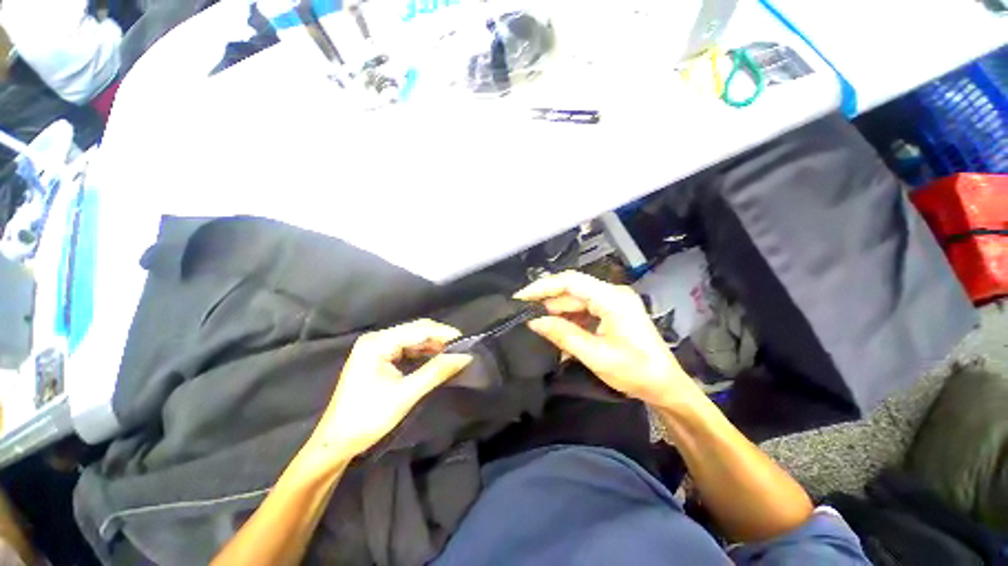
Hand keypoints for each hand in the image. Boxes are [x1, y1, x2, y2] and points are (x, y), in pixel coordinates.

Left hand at [308, 320, 472, 465]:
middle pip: (416, 331)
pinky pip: (407, 349)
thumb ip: (436, 372)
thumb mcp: (405, 394)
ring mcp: (376, 348)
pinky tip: (436, 360)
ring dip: (433, 346)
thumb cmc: (367, 418)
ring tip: (453, 355)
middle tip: (462, 349)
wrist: (336, 443)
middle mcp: (377, 339)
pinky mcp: (378, 358)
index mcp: (378, 342)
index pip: (419, 329)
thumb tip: (465, 357)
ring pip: (413, 339)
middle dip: (440, 339)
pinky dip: (423, 354)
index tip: (468, 342)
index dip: (445, 333)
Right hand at [515, 271, 698, 408]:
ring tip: (542, 331)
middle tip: (526, 317)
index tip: (520, 297)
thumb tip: (535, 322)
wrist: (666, 387)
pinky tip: (562, 338)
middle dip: (548, 304)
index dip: (542, 287)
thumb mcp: (596, 355)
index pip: (570, 282)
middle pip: (572, 291)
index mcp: (612, 299)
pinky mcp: (612, 313)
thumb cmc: (636, 372)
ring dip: (559, 316)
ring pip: (576, 302)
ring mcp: (613, 303)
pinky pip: (584, 312)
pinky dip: (571, 323)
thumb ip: (563, 335)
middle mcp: (612, 294)